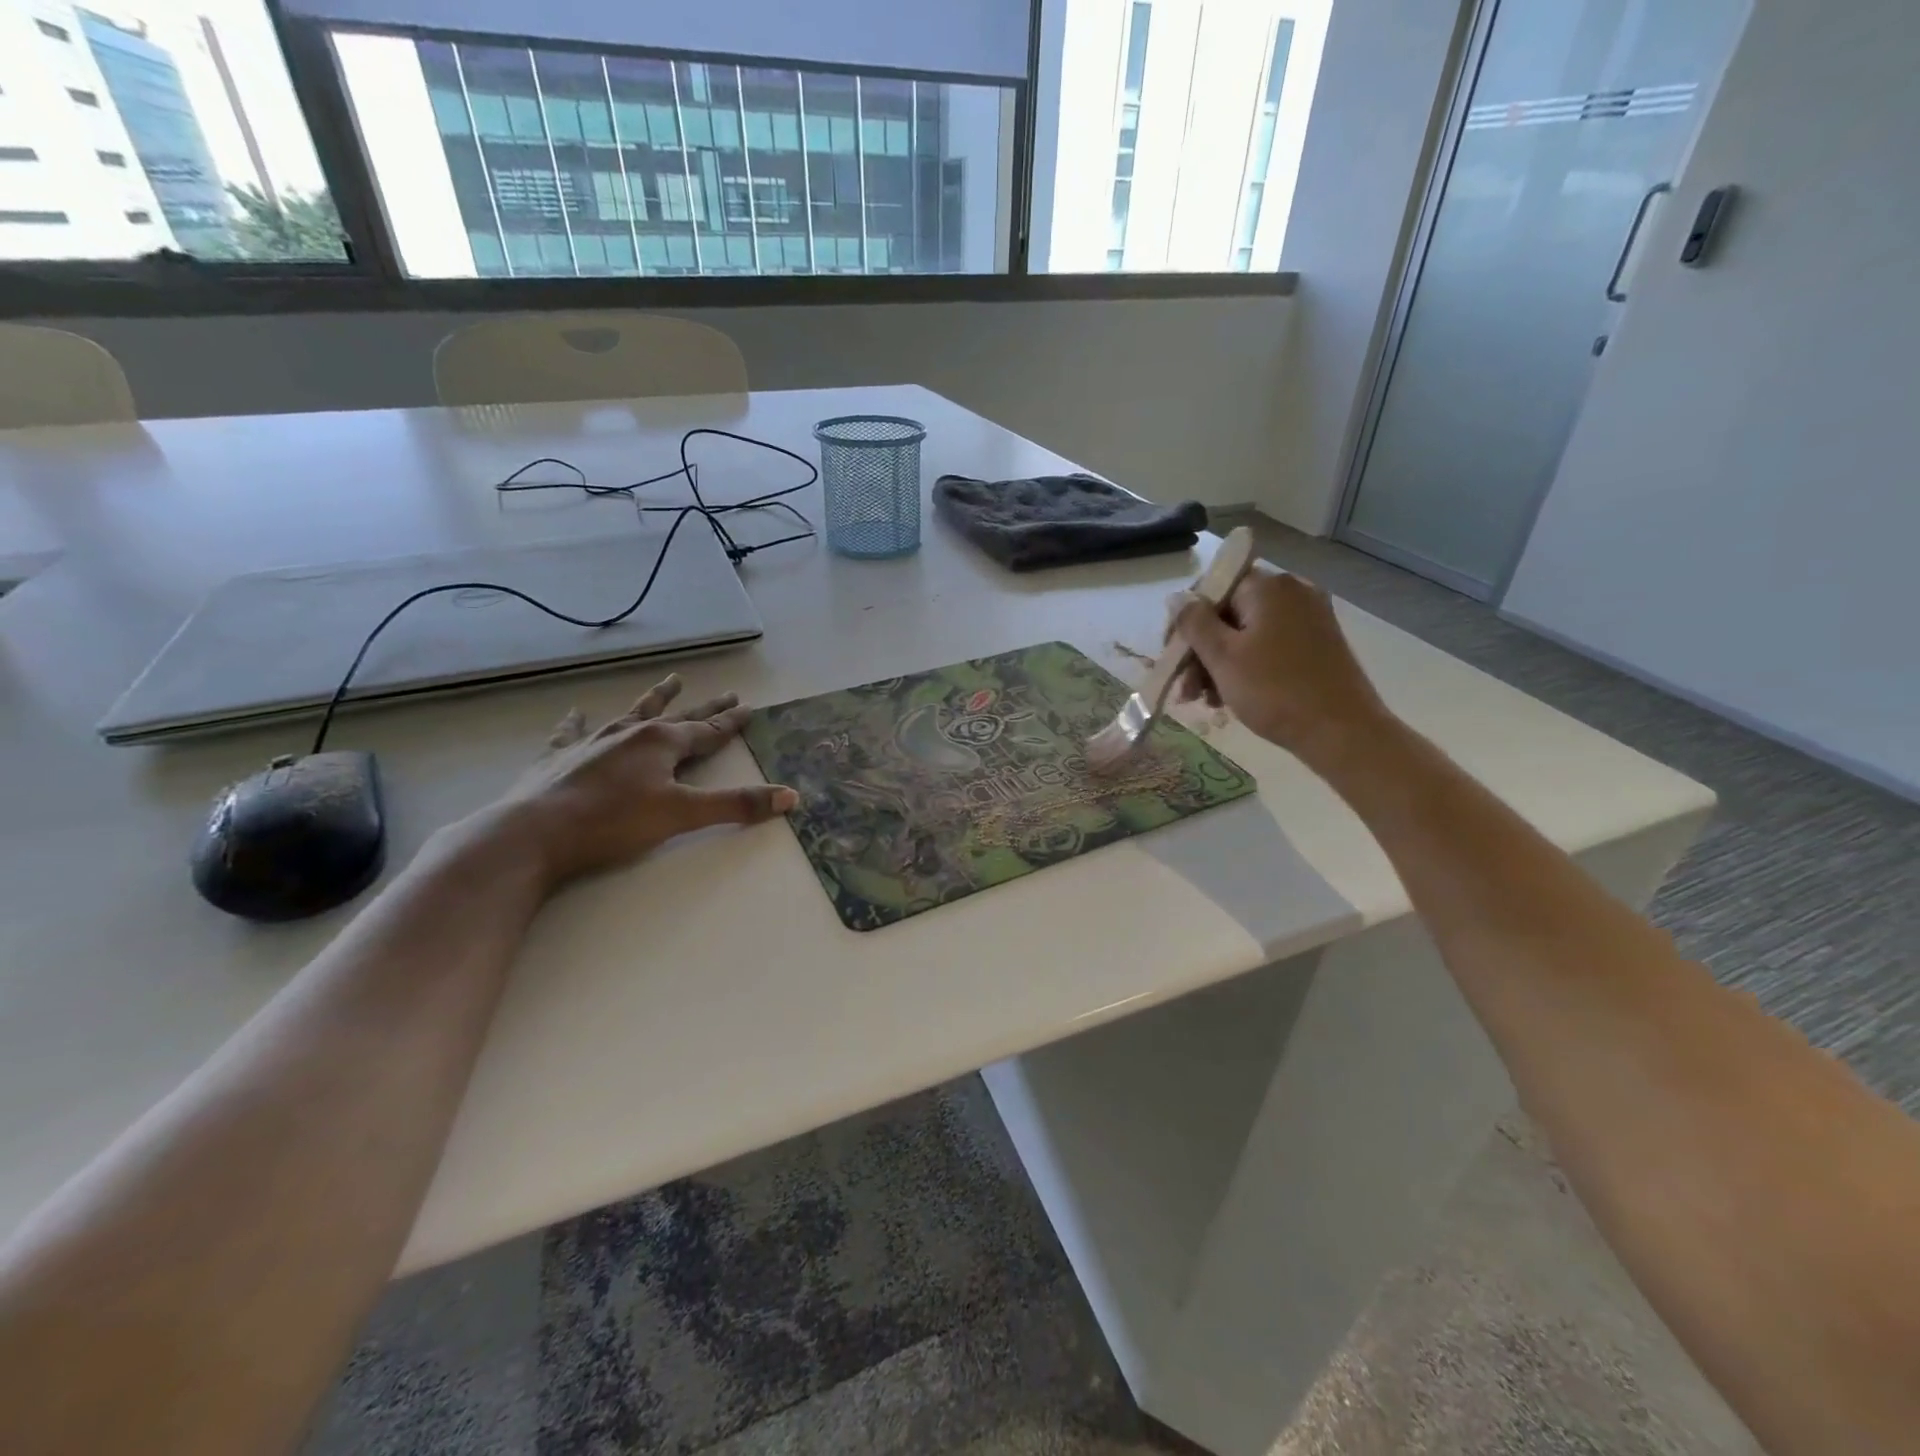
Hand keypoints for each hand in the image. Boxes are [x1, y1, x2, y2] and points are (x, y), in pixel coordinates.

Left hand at [480, 674, 796, 886]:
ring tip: (670, 680)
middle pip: (677, 715)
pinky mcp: (560, 757)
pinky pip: (574, 731)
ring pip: (632, 713)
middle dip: (705, 706)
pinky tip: (576, 712)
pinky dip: (578, 722)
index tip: (749, 707)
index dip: (730, 721)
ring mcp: (594, 742)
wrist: (533, 834)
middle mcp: (631, 733)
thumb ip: (736, 804)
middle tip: (727, 691)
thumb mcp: (682, 814)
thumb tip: (790, 797)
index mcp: (662, 743)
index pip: (708, 729)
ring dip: (654, 699)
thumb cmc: (613, 822)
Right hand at [1172, 569, 1394, 773]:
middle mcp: (1292, 592)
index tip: (1173, 656)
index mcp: (1268, 587)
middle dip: (1201, 651)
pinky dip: (1247, 667)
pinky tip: (1232, 698)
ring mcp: (1310, 617)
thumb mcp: (1222, 657)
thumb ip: (1194, 623)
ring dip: (1220, 664)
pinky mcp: (1319, 643)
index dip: (1186, 622)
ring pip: (1248, 633)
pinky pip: (1269, 646)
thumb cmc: (1274, 690)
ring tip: (1207, 702)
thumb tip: (1177, 597)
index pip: (1212, 589)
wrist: (1341, 731)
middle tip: (1187, 690)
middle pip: (1229, 613)